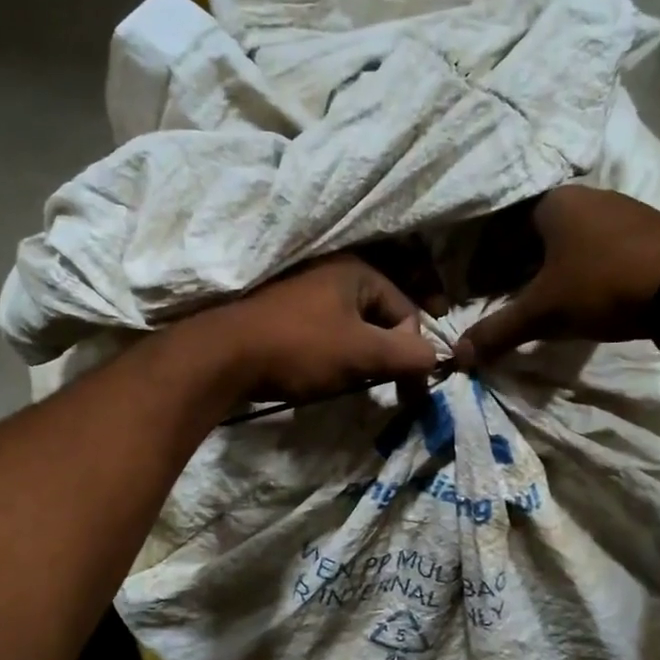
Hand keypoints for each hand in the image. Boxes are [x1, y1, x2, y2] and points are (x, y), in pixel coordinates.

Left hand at [200, 254, 438, 405]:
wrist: (222, 358)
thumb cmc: (300, 348)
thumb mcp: (363, 353)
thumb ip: (409, 355)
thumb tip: (437, 359)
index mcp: (357, 270)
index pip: (406, 312)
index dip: (411, 352)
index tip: (405, 390)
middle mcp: (331, 271)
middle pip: (379, 318)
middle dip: (384, 354)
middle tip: (377, 385)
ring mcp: (303, 290)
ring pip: (351, 328)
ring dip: (358, 358)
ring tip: (348, 382)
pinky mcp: (282, 314)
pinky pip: (324, 333)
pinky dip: (331, 355)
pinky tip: (321, 375)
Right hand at [453, 185, 659, 366]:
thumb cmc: (602, 287)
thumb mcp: (542, 313)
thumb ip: (498, 331)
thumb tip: (458, 357)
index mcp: (553, 203)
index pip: (503, 227)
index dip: (487, 260)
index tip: (480, 288)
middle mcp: (588, 196)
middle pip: (537, 233)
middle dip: (518, 265)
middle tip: (509, 297)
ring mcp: (624, 209)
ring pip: (572, 239)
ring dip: (553, 268)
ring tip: (546, 300)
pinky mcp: (652, 229)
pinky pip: (602, 246)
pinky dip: (585, 268)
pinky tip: (588, 294)